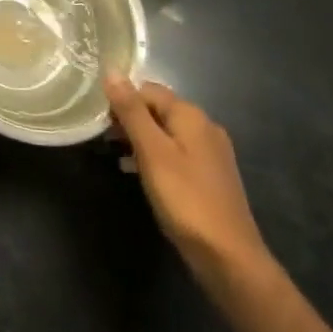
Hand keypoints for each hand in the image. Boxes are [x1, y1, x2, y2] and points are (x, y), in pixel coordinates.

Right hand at [106, 76, 272, 288]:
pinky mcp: (211, 177)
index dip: (121, 101)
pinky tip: (141, 175)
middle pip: (158, 109)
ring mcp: (211, 153)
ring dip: (141, 140)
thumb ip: (131, 110)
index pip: (147, 90)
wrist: (230, 259)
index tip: (102, 122)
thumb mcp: (151, 151)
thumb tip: (111, 71)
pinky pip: (177, 154)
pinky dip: (157, 158)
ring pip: (167, 133)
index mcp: (191, 115)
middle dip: (131, 120)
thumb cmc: (186, 199)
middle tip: (108, 140)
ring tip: (119, 157)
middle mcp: (205, 127)